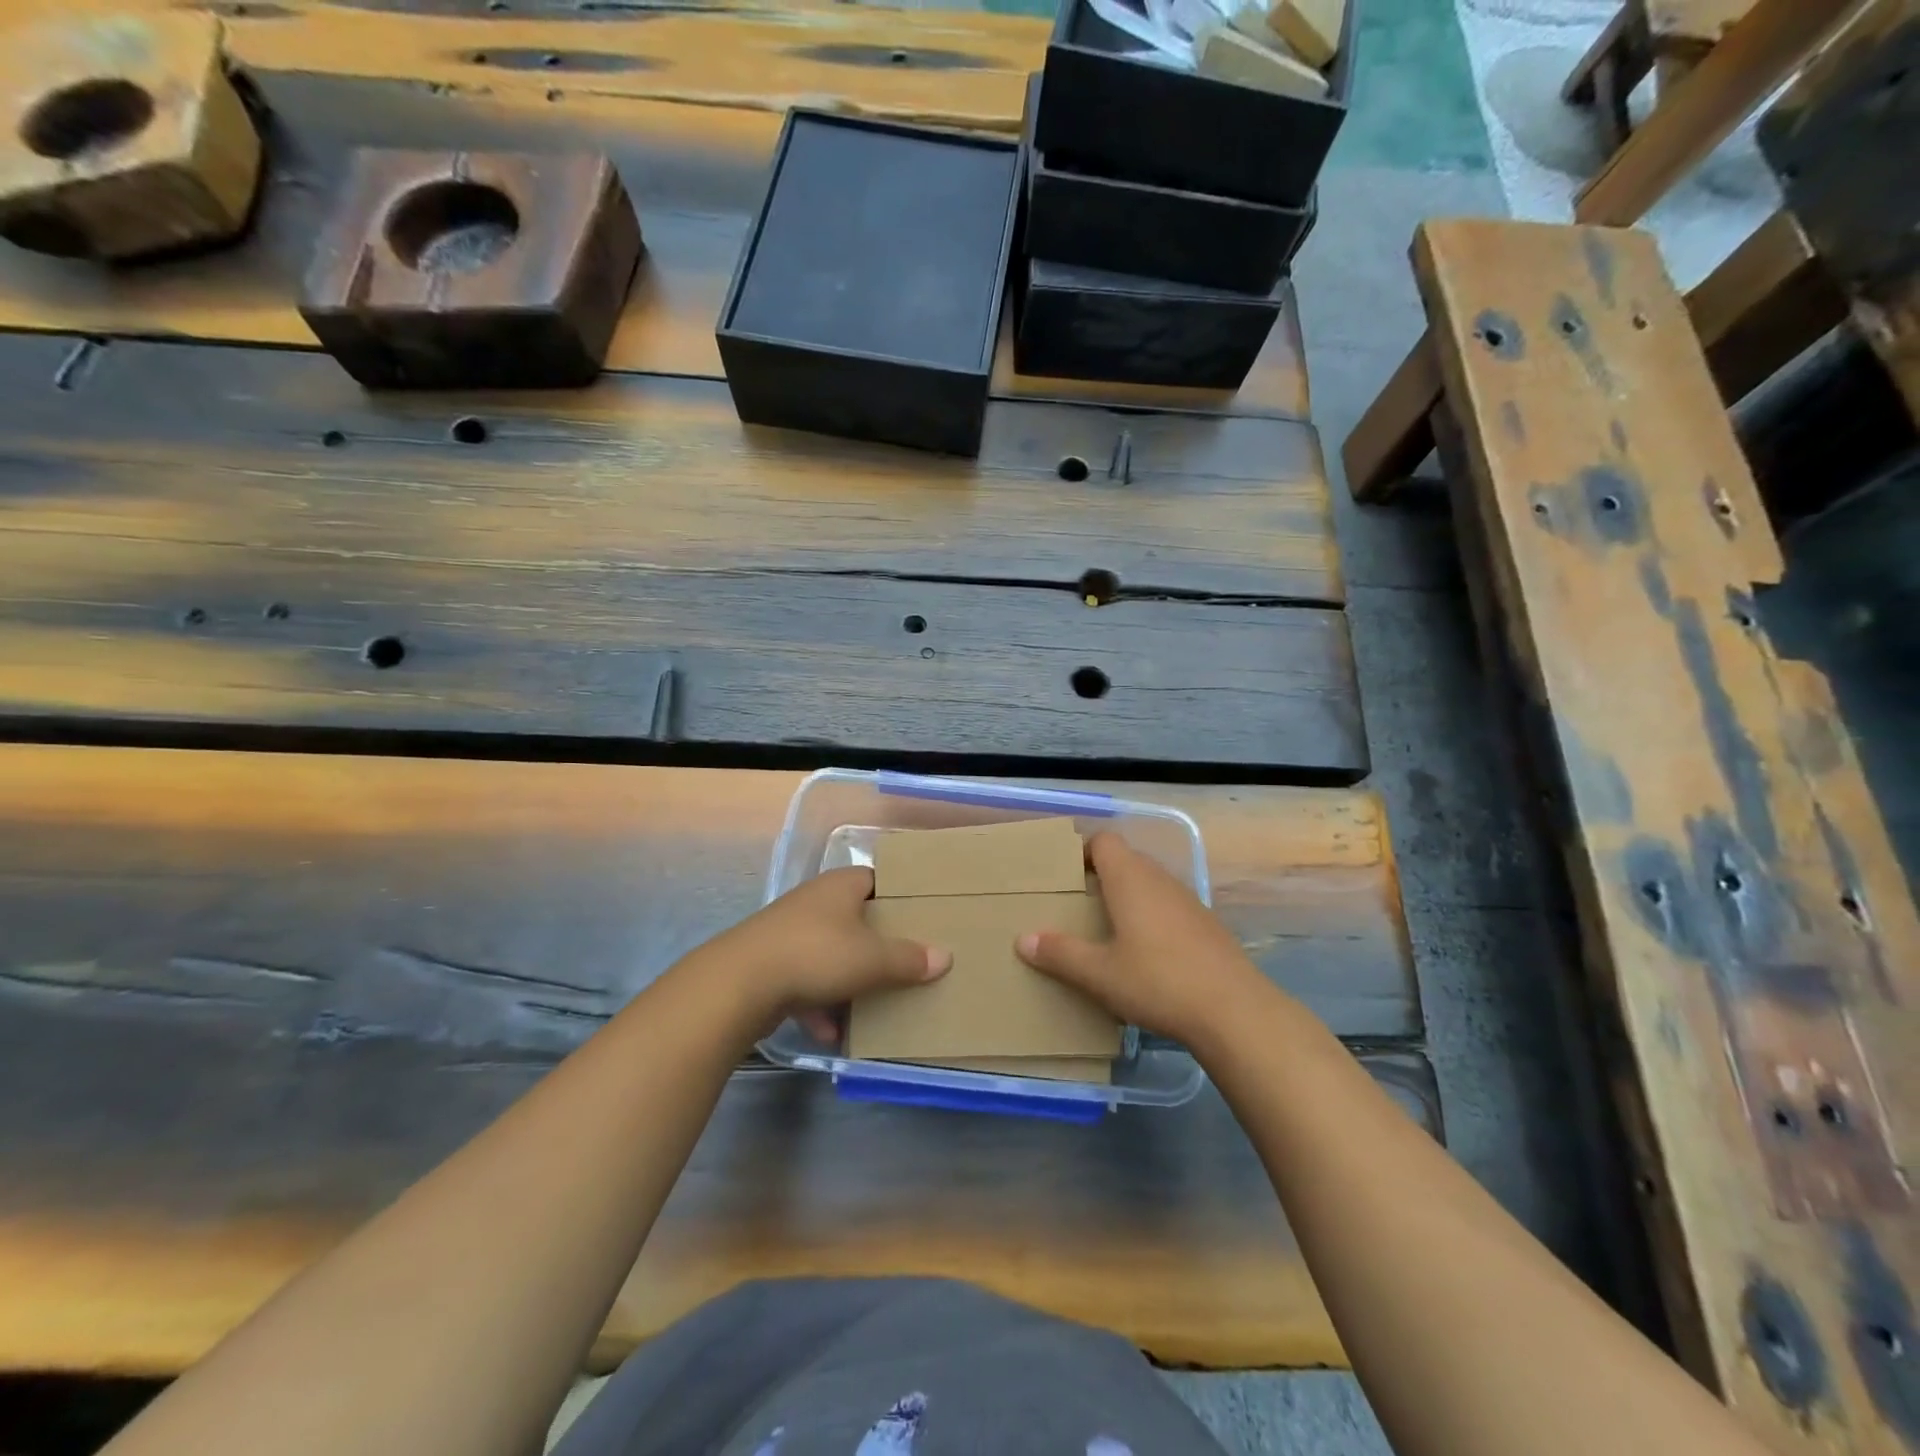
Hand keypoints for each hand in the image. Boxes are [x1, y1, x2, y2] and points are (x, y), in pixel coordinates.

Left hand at [713, 867, 950, 1039]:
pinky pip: (805, 983)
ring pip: (830, 954)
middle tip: (906, 962)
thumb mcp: (872, 959)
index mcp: (840, 886)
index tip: (920, 916)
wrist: (738, 985)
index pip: (876, 879)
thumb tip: (945, 957)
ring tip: (874, 1005)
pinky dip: (819, 1006)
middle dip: (877, 944)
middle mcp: (814, 902)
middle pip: (854, 919)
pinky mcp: (769, 966)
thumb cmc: (815, 955)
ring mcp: (788, 934)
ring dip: (848, 981)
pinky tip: (832, 1032)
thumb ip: (909, 959)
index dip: (897, 895)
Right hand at [1015, 831, 1272, 1047]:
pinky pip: (1169, 906)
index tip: (1065, 877)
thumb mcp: (1099, 974)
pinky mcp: (1207, 925)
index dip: (1083, 852)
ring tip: (1107, 930)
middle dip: (1101, 877)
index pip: (1104, 841)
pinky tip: (1146, 954)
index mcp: (1130, 879)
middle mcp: (1160, 879)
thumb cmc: (1158, 982)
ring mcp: (1188, 900)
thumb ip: (1060, 954)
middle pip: (1126, 860)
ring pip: (1150, 884)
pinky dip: (1152, 917)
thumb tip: (1023, 939)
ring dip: (1128, 897)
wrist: (1235, 1011)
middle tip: (1078, 906)